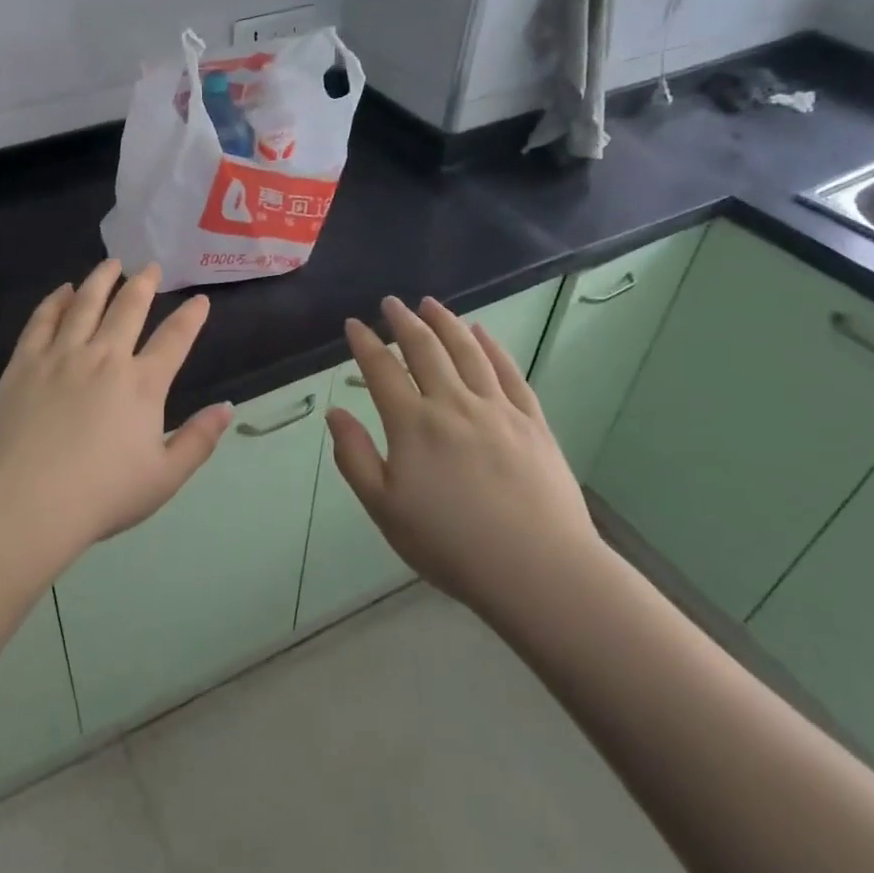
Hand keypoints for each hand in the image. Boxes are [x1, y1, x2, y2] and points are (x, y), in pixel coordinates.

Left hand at [0, 259, 231, 571]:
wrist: (26, 503)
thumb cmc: (101, 496)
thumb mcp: (164, 478)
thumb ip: (198, 440)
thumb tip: (227, 408)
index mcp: (143, 384)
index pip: (175, 339)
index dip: (191, 317)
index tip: (200, 300)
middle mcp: (105, 357)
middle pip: (129, 308)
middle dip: (144, 284)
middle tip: (150, 267)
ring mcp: (61, 355)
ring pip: (85, 304)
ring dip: (101, 280)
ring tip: (111, 264)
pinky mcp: (25, 362)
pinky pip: (42, 320)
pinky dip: (55, 300)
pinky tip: (62, 291)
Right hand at [327, 296, 606, 625]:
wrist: (538, 569)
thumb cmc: (450, 545)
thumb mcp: (384, 509)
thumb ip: (354, 457)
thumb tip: (335, 413)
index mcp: (413, 425)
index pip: (382, 370)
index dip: (365, 343)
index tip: (354, 324)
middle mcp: (453, 404)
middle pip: (425, 349)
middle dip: (404, 321)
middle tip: (392, 303)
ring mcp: (497, 409)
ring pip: (468, 351)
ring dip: (446, 322)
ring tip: (431, 304)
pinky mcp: (532, 421)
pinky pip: (509, 372)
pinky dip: (492, 346)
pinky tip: (482, 333)